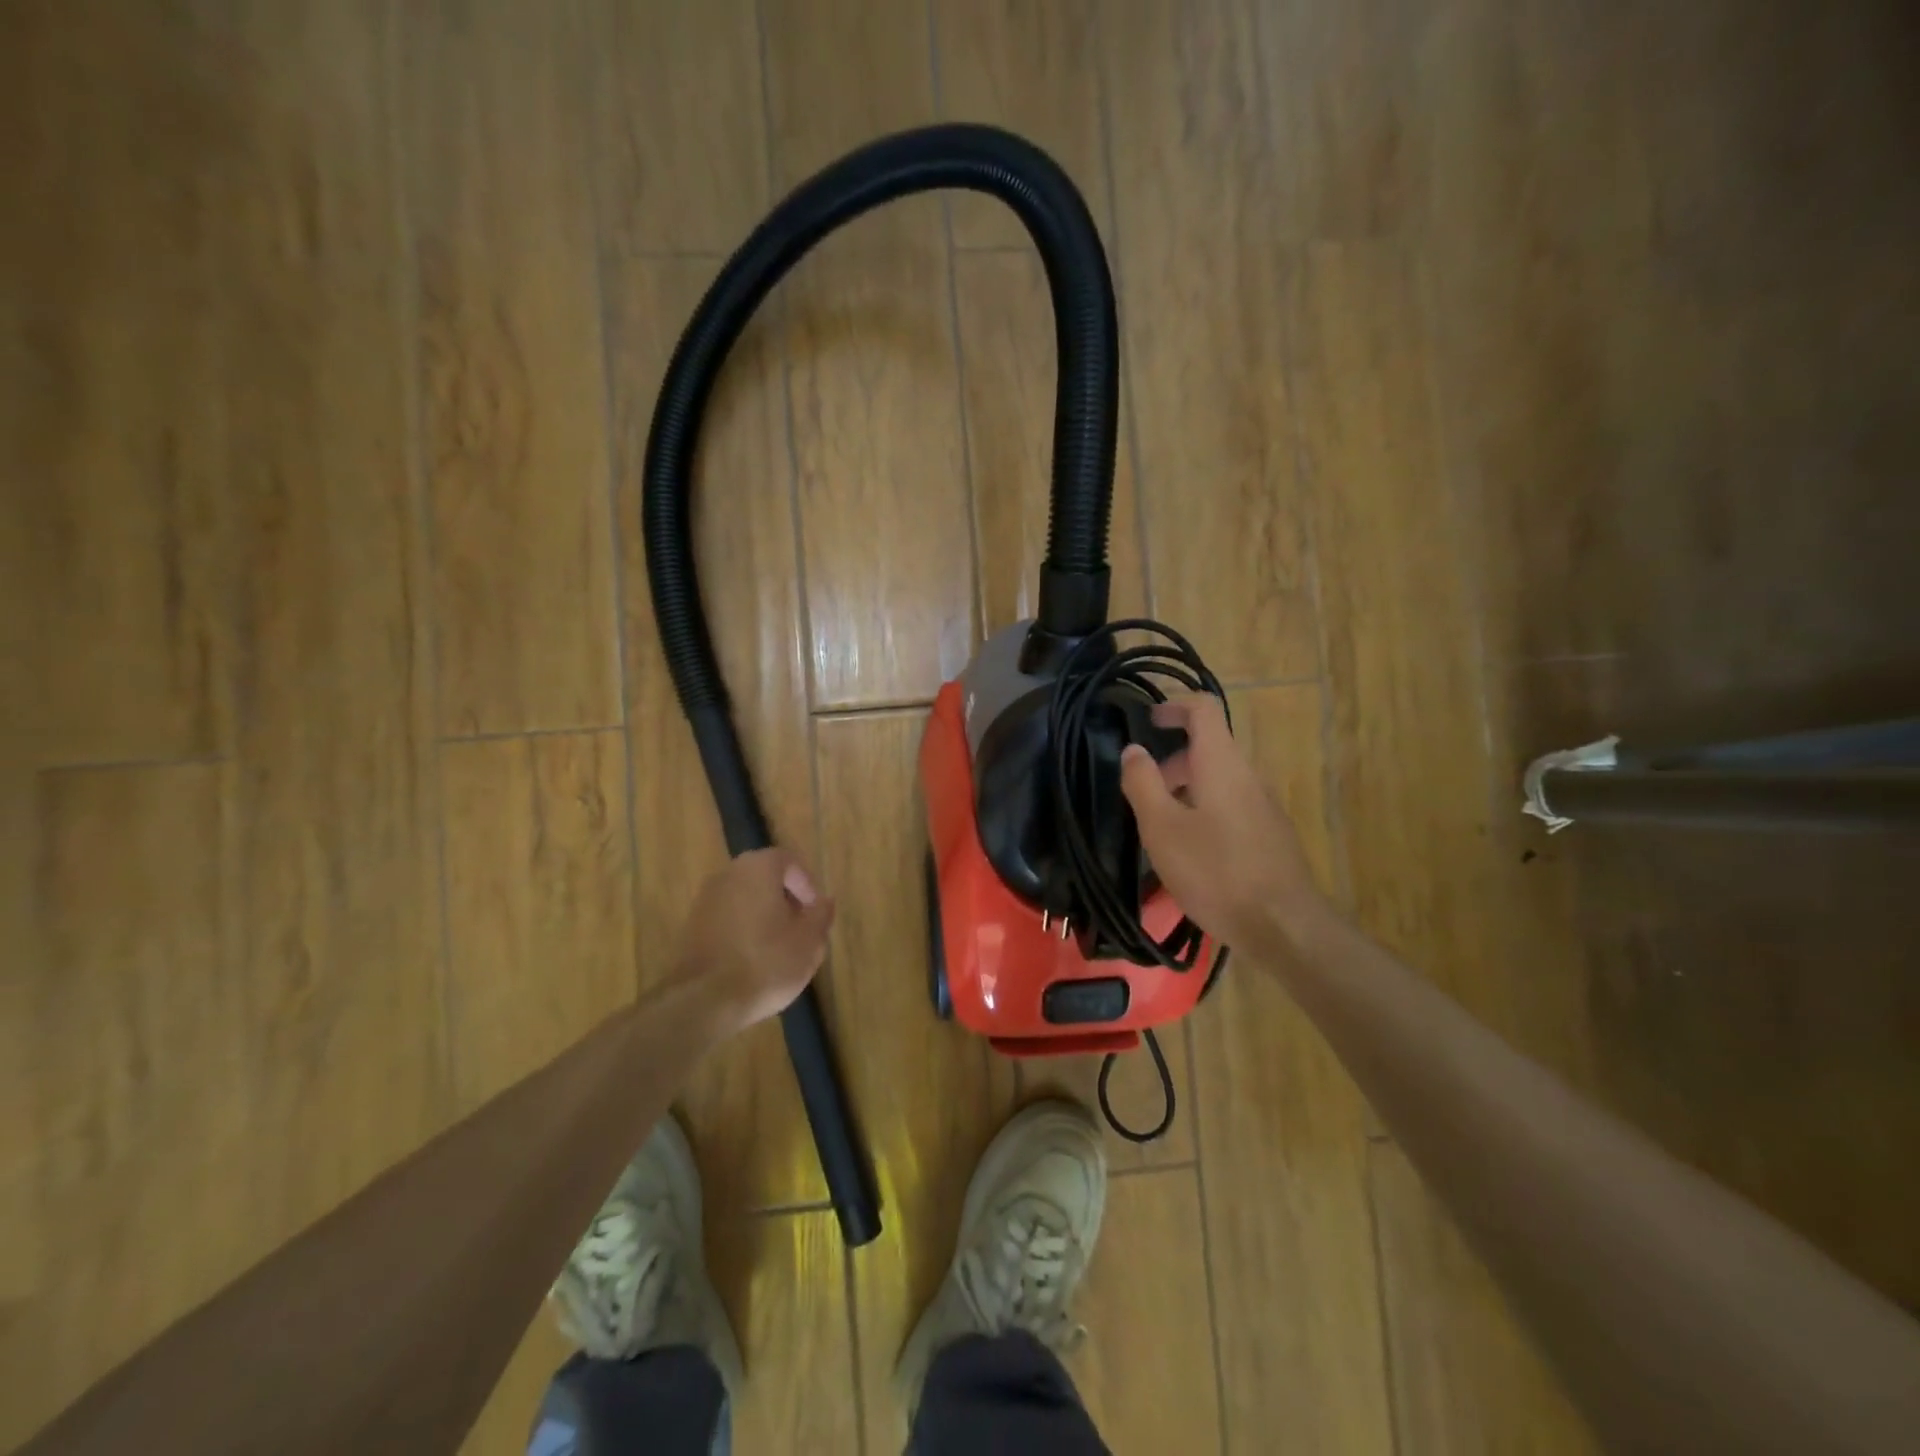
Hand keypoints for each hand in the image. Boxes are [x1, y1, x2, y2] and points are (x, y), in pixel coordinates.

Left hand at [673, 849, 835, 1036]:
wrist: (704, 1001)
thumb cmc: (767, 962)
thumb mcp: (809, 940)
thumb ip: (820, 915)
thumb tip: (824, 902)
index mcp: (758, 868)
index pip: (790, 862)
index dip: (807, 886)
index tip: (814, 913)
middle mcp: (727, 875)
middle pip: (765, 880)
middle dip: (785, 902)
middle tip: (801, 930)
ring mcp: (704, 902)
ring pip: (744, 901)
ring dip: (763, 918)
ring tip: (779, 951)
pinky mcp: (690, 929)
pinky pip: (726, 921)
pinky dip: (742, 933)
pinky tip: (752, 963)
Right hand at [1119, 695, 1328, 950]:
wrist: (1282, 926)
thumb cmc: (1215, 871)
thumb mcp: (1162, 827)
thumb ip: (1143, 782)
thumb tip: (1133, 749)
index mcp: (1222, 763)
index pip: (1204, 709)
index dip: (1174, 705)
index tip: (1147, 721)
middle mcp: (1247, 775)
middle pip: (1209, 746)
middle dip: (1171, 759)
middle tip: (1141, 789)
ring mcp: (1263, 806)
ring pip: (1219, 779)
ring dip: (1185, 788)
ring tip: (1159, 826)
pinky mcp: (1269, 834)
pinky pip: (1230, 805)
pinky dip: (1203, 810)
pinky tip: (1189, 852)